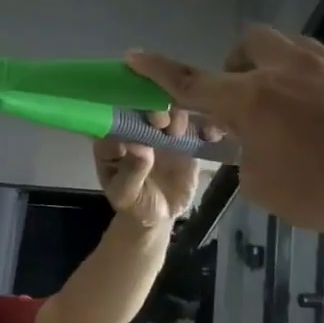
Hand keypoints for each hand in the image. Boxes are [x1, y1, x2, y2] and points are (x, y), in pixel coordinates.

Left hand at [93, 109, 204, 227]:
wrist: (160, 214)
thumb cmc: (134, 203)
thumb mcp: (126, 194)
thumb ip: (130, 172)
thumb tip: (139, 147)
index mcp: (113, 139)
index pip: (115, 118)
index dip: (127, 114)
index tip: (138, 120)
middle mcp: (137, 128)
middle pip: (145, 108)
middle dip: (153, 109)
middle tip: (161, 122)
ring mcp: (162, 131)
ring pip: (171, 112)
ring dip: (177, 115)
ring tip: (178, 132)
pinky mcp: (185, 137)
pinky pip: (196, 128)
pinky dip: (206, 126)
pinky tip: (210, 135)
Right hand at [127, 26, 323, 245]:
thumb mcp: (262, 185)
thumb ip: (244, 154)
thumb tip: (251, 141)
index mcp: (253, 100)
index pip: (192, 82)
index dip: (159, 71)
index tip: (134, 55)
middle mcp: (288, 71)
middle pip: (249, 42)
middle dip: (237, 65)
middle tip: (243, 101)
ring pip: (291, 48)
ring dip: (276, 69)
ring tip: (287, 109)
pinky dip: (313, 86)